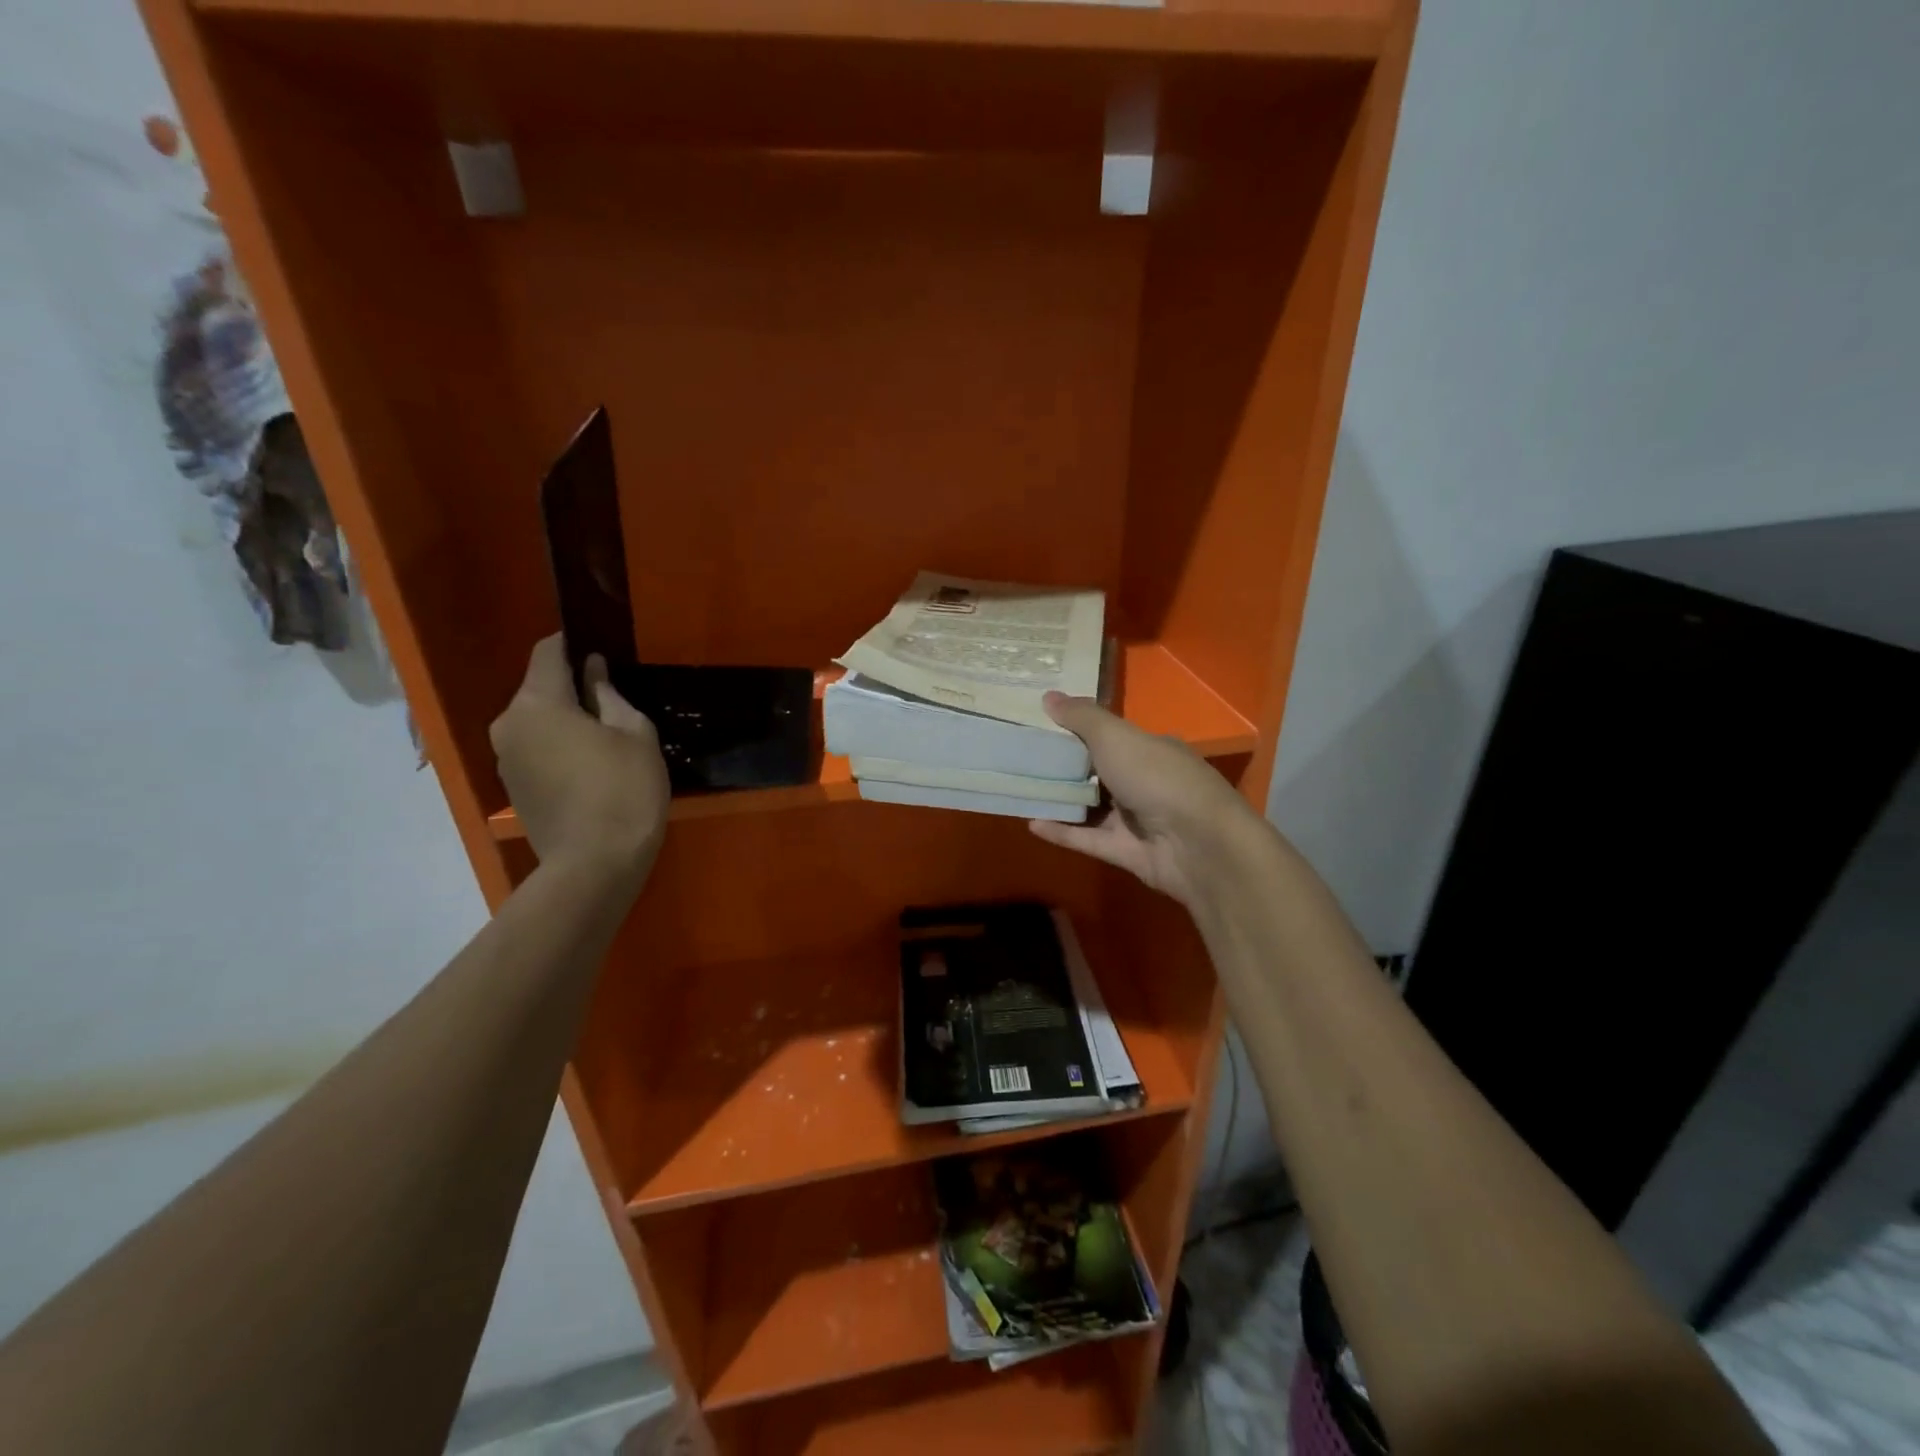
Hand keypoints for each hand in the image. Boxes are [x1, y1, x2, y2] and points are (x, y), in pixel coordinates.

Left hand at [489, 636, 670, 885]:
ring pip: (536, 721)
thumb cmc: (624, 790)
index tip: (599, 647)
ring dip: (565, 720)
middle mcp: (509, 724)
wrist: (595, 864)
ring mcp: (505, 758)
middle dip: (571, 687)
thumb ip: (609, 695)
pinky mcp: (513, 787)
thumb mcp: (634, 734)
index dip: (572, 643)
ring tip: (605, 736)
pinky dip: (558, 746)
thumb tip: (593, 671)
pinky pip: (535, 749)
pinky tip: (590, 765)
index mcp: (538, 703)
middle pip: (539, 688)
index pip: (547, 653)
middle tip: (613, 700)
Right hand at [1029, 692, 1266, 909]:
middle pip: (1098, 771)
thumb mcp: (1116, 737)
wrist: (1197, 844)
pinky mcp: (1126, 852)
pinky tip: (1031, 824)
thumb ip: (1081, 717)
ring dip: (1060, 799)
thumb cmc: (1157, 778)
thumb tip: (1047, 695)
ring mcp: (1137, 819)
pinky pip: (1088, 838)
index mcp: (1150, 749)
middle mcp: (1145, 781)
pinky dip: (1062, 832)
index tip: (1041, 723)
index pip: (1111, 735)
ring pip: (1091, 807)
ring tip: (1019, 788)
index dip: (1077, 729)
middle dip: (1063, 765)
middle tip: (1020, 755)